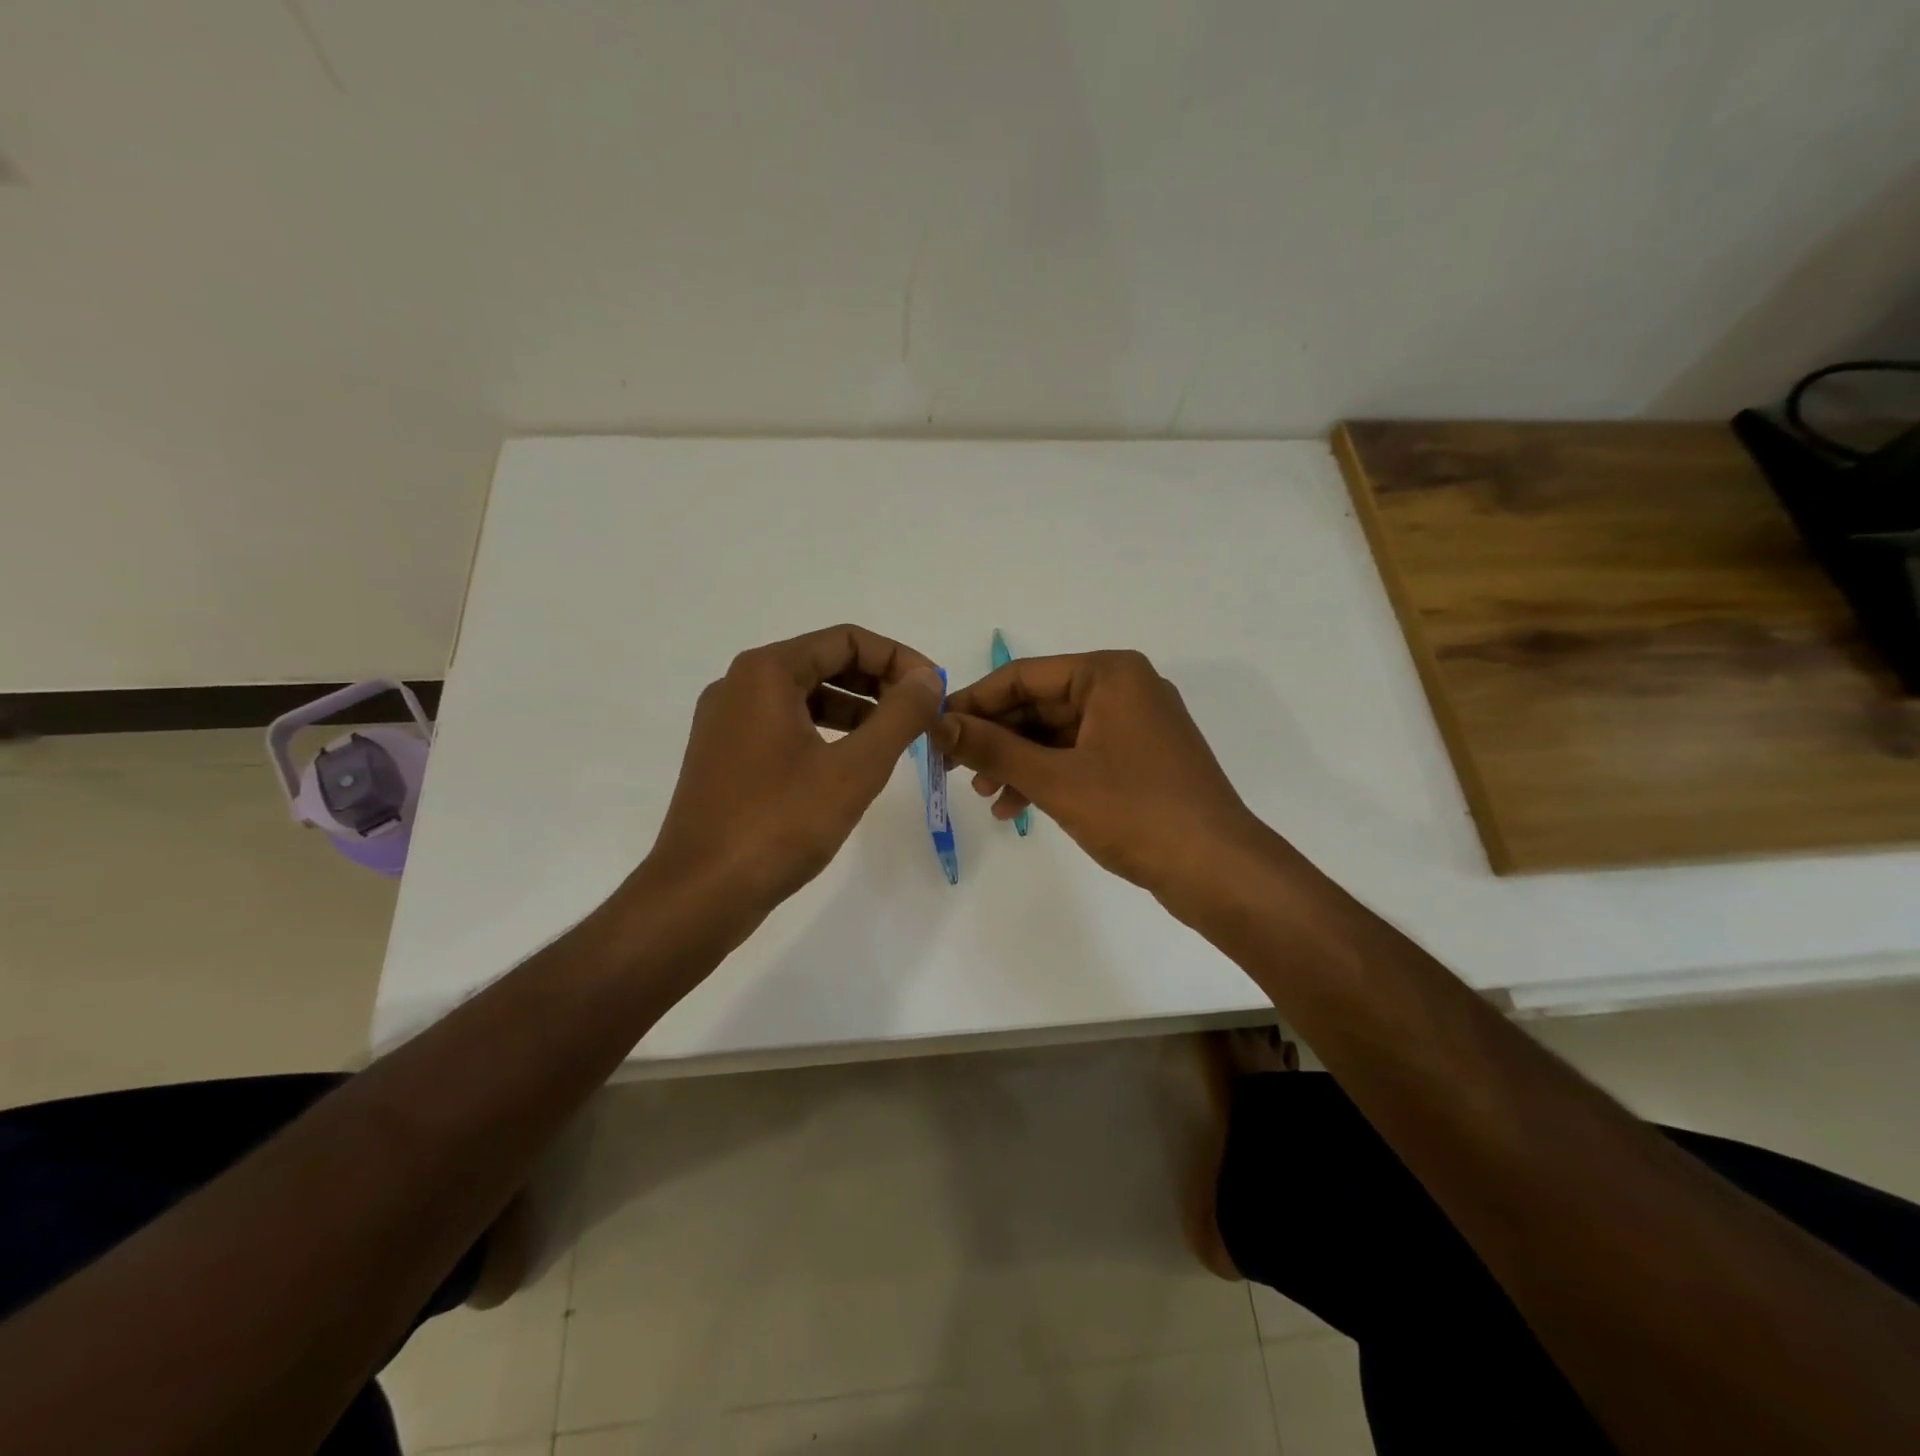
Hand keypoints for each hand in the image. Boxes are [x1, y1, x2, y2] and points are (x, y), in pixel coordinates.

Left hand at [648, 625, 943, 908]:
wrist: (700, 894)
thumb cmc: (780, 824)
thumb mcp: (854, 768)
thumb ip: (899, 716)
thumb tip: (927, 678)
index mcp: (766, 673)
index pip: (846, 640)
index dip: (898, 658)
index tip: (933, 690)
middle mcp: (740, 685)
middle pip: (823, 662)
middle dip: (878, 683)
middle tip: (919, 714)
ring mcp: (726, 722)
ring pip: (804, 696)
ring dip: (855, 708)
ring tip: (895, 738)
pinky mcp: (724, 756)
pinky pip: (784, 725)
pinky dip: (824, 732)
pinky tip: (851, 762)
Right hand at [936, 650, 1272, 906]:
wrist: (1217, 870)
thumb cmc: (1136, 812)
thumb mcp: (1055, 779)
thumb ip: (993, 748)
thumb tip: (938, 724)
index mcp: (1109, 674)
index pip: (1023, 675)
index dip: (974, 702)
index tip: (935, 729)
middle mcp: (1124, 689)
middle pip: (1040, 703)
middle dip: (996, 738)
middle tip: (952, 768)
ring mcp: (1134, 725)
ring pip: (1057, 734)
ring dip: (1017, 762)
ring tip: (983, 795)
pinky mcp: (1139, 760)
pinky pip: (1078, 756)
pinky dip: (1047, 777)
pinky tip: (1014, 808)